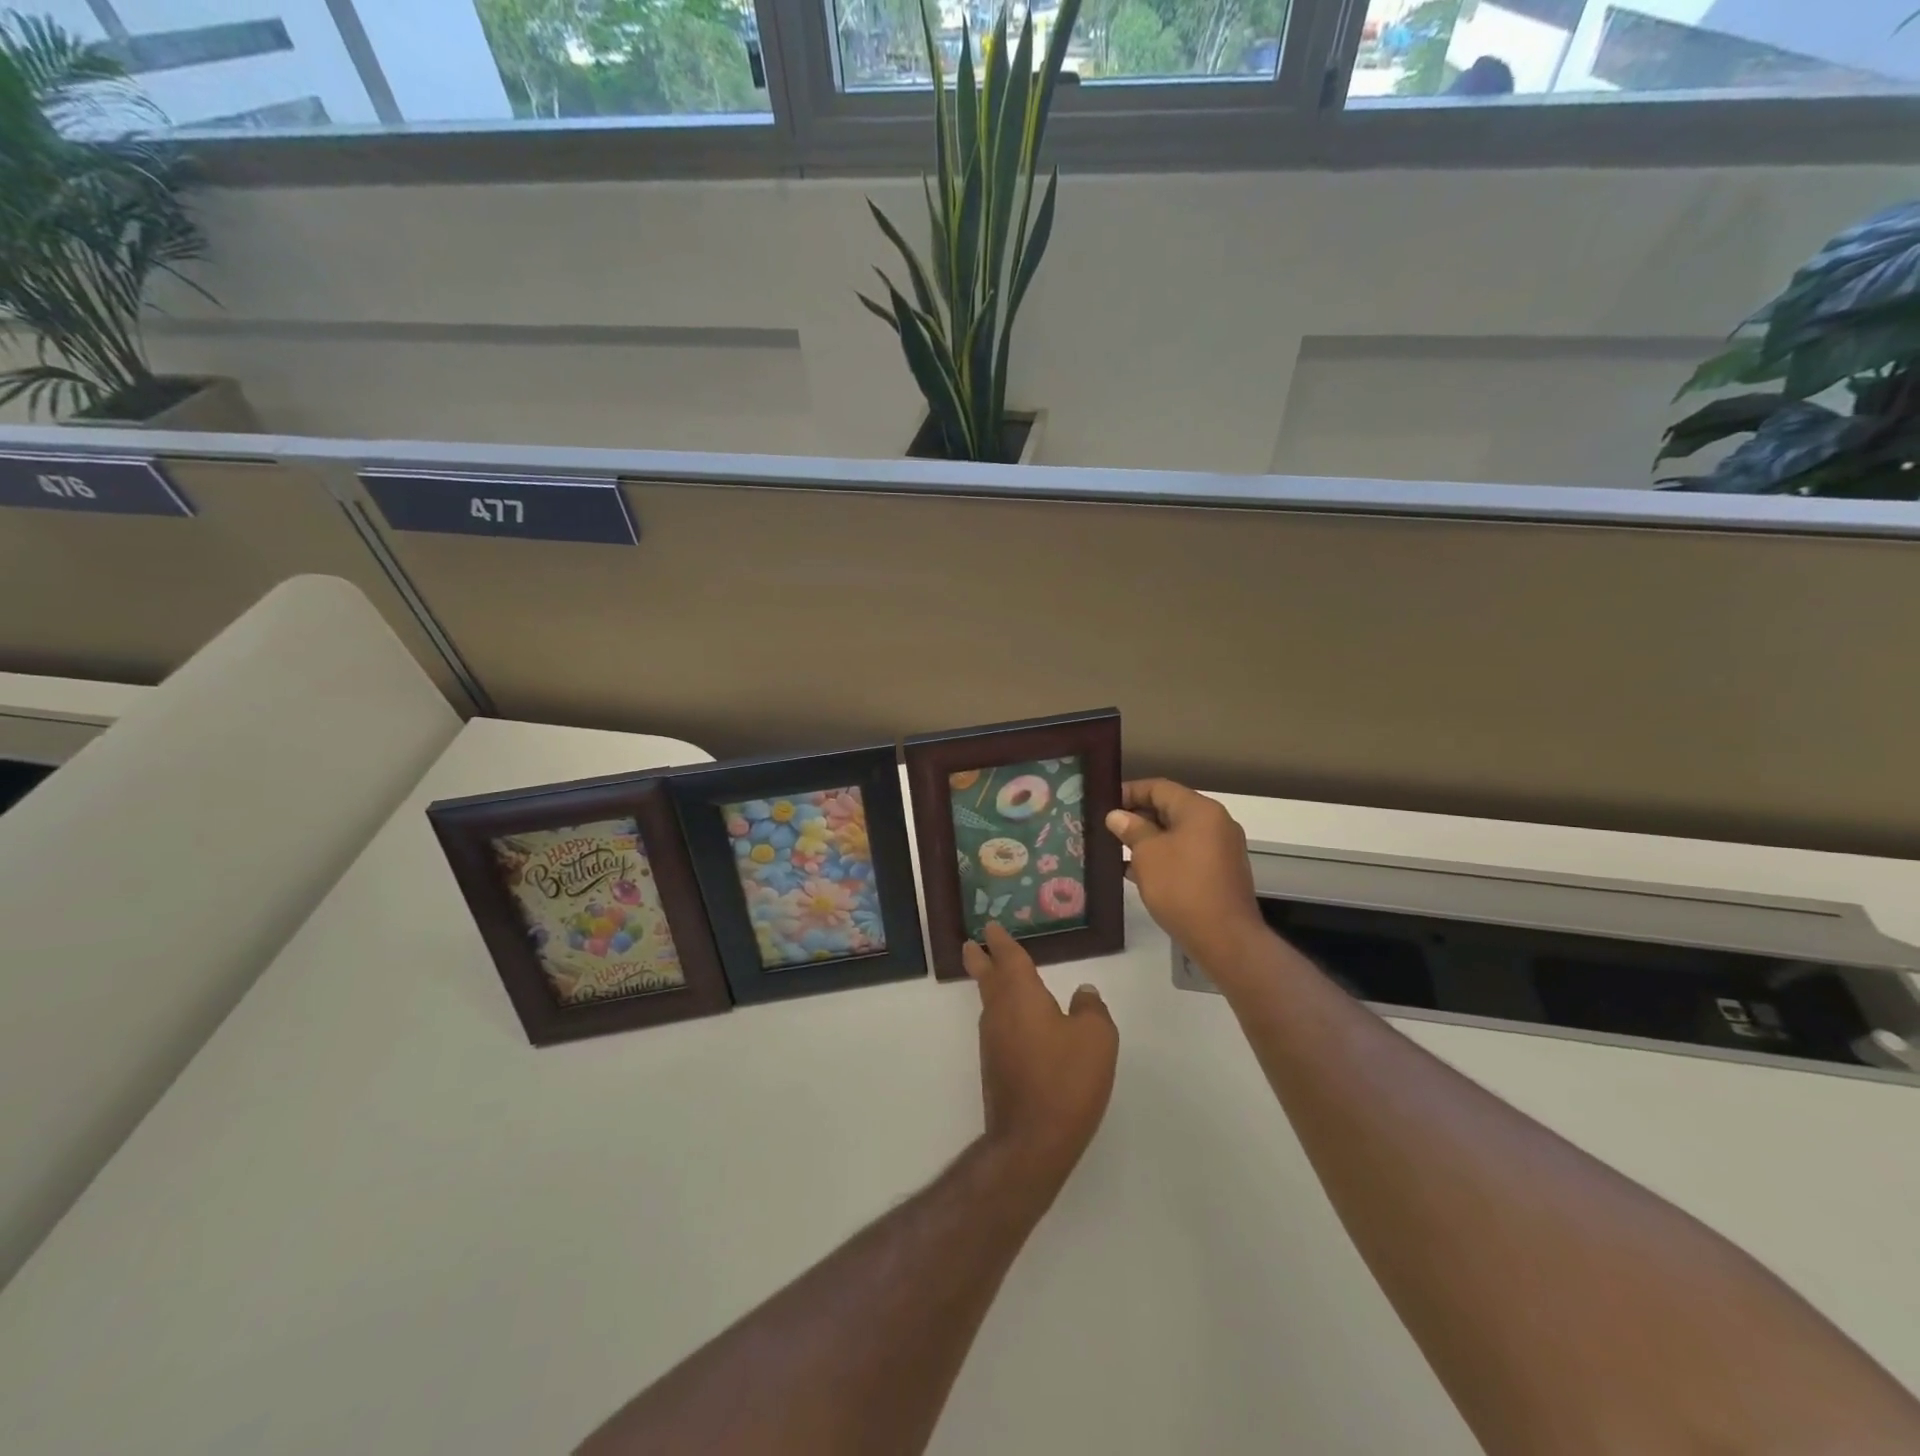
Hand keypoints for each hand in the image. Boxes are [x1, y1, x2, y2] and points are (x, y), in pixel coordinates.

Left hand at [963, 923, 1117, 1186]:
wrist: (1032, 1140)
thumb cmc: (1066, 1079)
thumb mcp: (1096, 1037)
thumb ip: (1090, 1008)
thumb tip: (1083, 992)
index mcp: (1020, 994)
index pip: (1008, 957)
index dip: (1001, 941)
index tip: (991, 927)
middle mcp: (1000, 1012)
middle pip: (987, 977)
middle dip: (980, 959)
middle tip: (970, 944)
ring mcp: (993, 1042)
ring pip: (990, 1003)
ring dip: (991, 986)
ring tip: (997, 977)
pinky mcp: (996, 1068)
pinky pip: (998, 1027)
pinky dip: (1004, 1014)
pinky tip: (1019, 1023)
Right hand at [1104, 779, 1269, 983]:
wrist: (1225, 938)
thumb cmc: (1182, 887)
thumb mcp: (1148, 854)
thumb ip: (1132, 829)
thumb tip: (1117, 815)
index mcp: (1200, 810)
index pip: (1159, 787)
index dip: (1129, 792)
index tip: (1103, 803)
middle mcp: (1215, 823)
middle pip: (1170, 808)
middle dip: (1137, 816)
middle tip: (1106, 827)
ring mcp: (1220, 849)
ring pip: (1176, 834)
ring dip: (1148, 839)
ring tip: (1115, 849)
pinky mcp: (1219, 873)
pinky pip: (1185, 854)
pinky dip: (1163, 857)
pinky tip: (1135, 872)